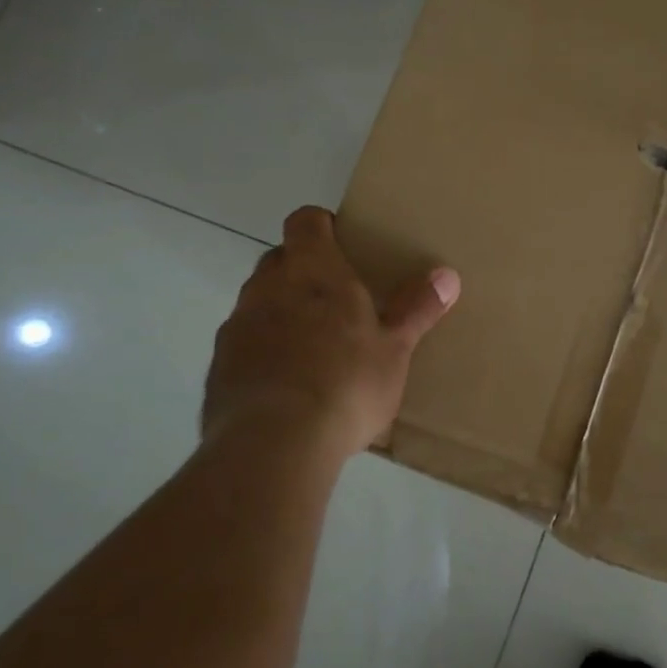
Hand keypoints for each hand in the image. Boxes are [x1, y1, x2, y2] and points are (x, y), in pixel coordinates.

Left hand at [202, 206, 459, 468]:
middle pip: (279, 259)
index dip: (320, 225)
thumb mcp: (395, 349)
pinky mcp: (218, 368)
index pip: (304, 221)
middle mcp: (267, 287)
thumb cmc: (345, 383)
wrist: (272, 446)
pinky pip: (243, 345)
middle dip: (302, 271)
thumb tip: (448, 275)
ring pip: (258, 302)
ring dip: (280, 313)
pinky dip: (262, 352)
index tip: (341, 242)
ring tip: (312, 349)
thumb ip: (417, 309)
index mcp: (313, 270)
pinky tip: (286, 386)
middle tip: (336, 300)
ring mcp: (237, 327)